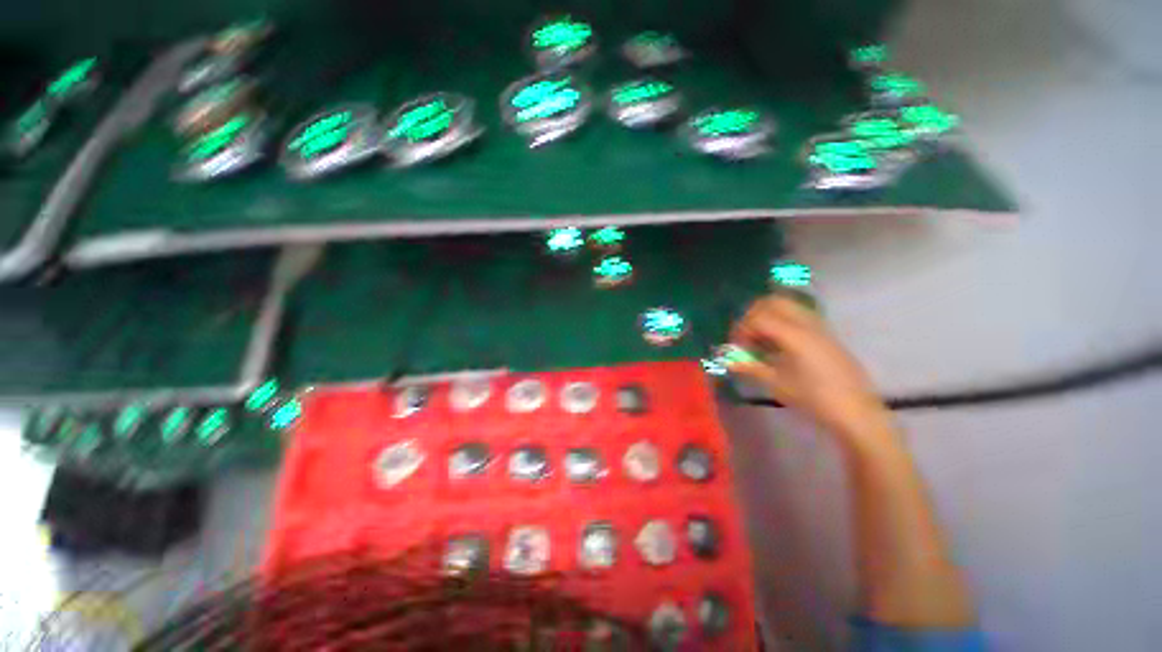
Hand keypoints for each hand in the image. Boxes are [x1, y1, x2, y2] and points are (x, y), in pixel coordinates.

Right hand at [729, 295, 891, 439]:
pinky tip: (778, 345)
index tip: (736, 347)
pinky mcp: (825, 334)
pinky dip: (781, 322)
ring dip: (767, 317)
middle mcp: (807, 324)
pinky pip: (798, 316)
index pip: (758, 317)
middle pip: (772, 302)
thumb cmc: (815, 399)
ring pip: (786, 306)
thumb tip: (726, 360)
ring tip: (760, 341)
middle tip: (746, 336)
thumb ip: (750, 366)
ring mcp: (819, 326)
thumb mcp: (777, 383)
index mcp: (795, 335)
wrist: (857, 412)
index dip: (741, 329)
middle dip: (753, 315)